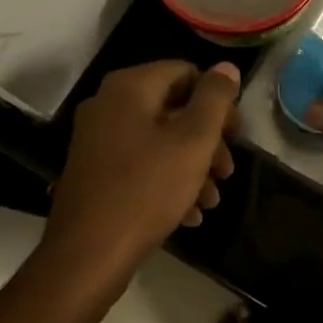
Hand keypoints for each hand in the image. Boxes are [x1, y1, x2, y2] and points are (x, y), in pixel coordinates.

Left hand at [44, 60, 240, 285]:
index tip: (236, 134)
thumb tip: (227, 66)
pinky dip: (167, 180)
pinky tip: (189, 213)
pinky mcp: (94, 171)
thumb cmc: (147, 189)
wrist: (87, 256)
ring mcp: (97, 139)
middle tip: (227, 171)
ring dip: (192, 166)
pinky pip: (140, 164)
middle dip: (207, 140)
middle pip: (174, 108)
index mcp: (130, 87)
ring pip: (159, 140)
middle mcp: (108, 104)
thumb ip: (215, 99)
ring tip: (211, 199)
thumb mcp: (193, 140)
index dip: (217, 101)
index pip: (186, 73)